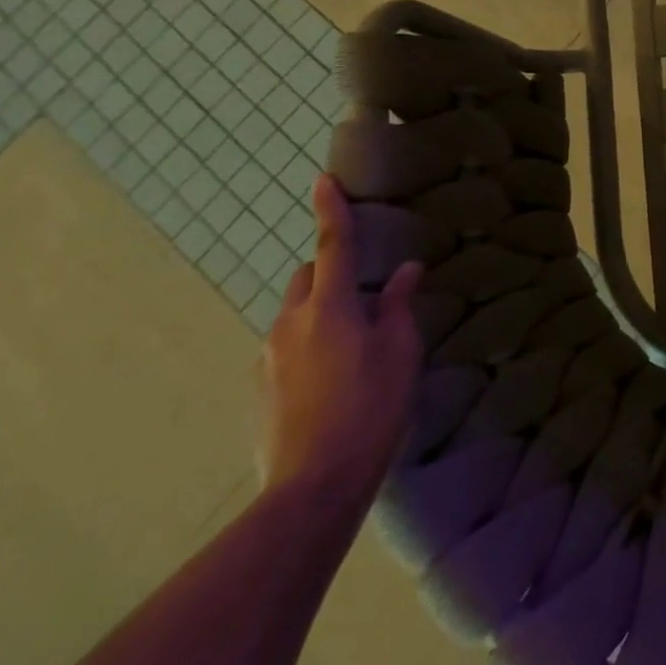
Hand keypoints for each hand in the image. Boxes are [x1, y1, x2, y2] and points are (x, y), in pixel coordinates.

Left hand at [259, 176, 423, 516]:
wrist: (313, 485)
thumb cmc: (371, 406)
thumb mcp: (400, 351)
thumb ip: (398, 306)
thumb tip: (406, 271)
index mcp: (329, 307)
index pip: (332, 245)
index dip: (331, 210)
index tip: (322, 180)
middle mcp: (290, 324)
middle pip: (306, 278)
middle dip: (329, 272)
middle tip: (364, 294)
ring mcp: (268, 358)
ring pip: (296, 315)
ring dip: (321, 313)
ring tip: (354, 345)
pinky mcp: (260, 389)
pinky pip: (287, 348)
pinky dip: (308, 345)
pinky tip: (333, 379)